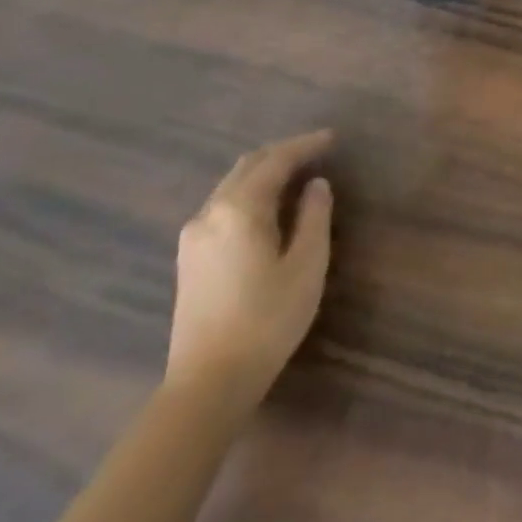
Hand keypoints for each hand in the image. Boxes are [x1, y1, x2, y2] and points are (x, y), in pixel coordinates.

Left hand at [165, 129, 334, 416]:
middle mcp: (210, 213)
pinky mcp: (189, 258)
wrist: (207, 383)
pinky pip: (222, 205)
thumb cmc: (267, 320)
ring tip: (296, 174)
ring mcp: (193, 236)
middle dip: (282, 153)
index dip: (305, 145)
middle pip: (247, 166)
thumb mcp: (306, 265)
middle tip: (316, 150)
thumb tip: (316, 185)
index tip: (332, 138)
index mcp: (240, 209)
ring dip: (264, 172)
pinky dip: (249, 193)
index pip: (276, 160)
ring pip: (231, 185)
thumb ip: (314, 217)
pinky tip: (267, 206)